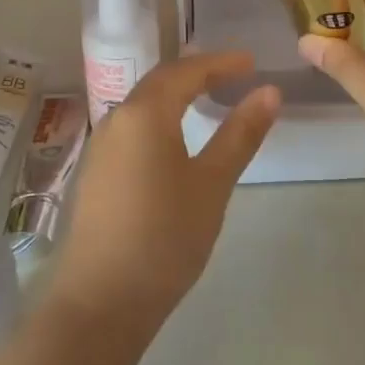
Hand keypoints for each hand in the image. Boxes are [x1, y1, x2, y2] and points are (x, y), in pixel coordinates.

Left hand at [47, 53, 278, 328]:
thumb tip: (269, 92)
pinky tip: (173, 137)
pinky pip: (132, 127)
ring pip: (143, 104)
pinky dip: (159, 117)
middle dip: (196, 72)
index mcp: (145, 113)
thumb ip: (240, 134)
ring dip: (175, 94)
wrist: (100, 301)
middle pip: (160, 81)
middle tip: (232, 74)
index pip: (186, 71)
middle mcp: (117, 119)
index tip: (251, 63)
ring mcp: (101, 146)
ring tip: (207, 97)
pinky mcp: (96, 172)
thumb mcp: (212, 184)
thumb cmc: (165, 237)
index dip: (220, 63)